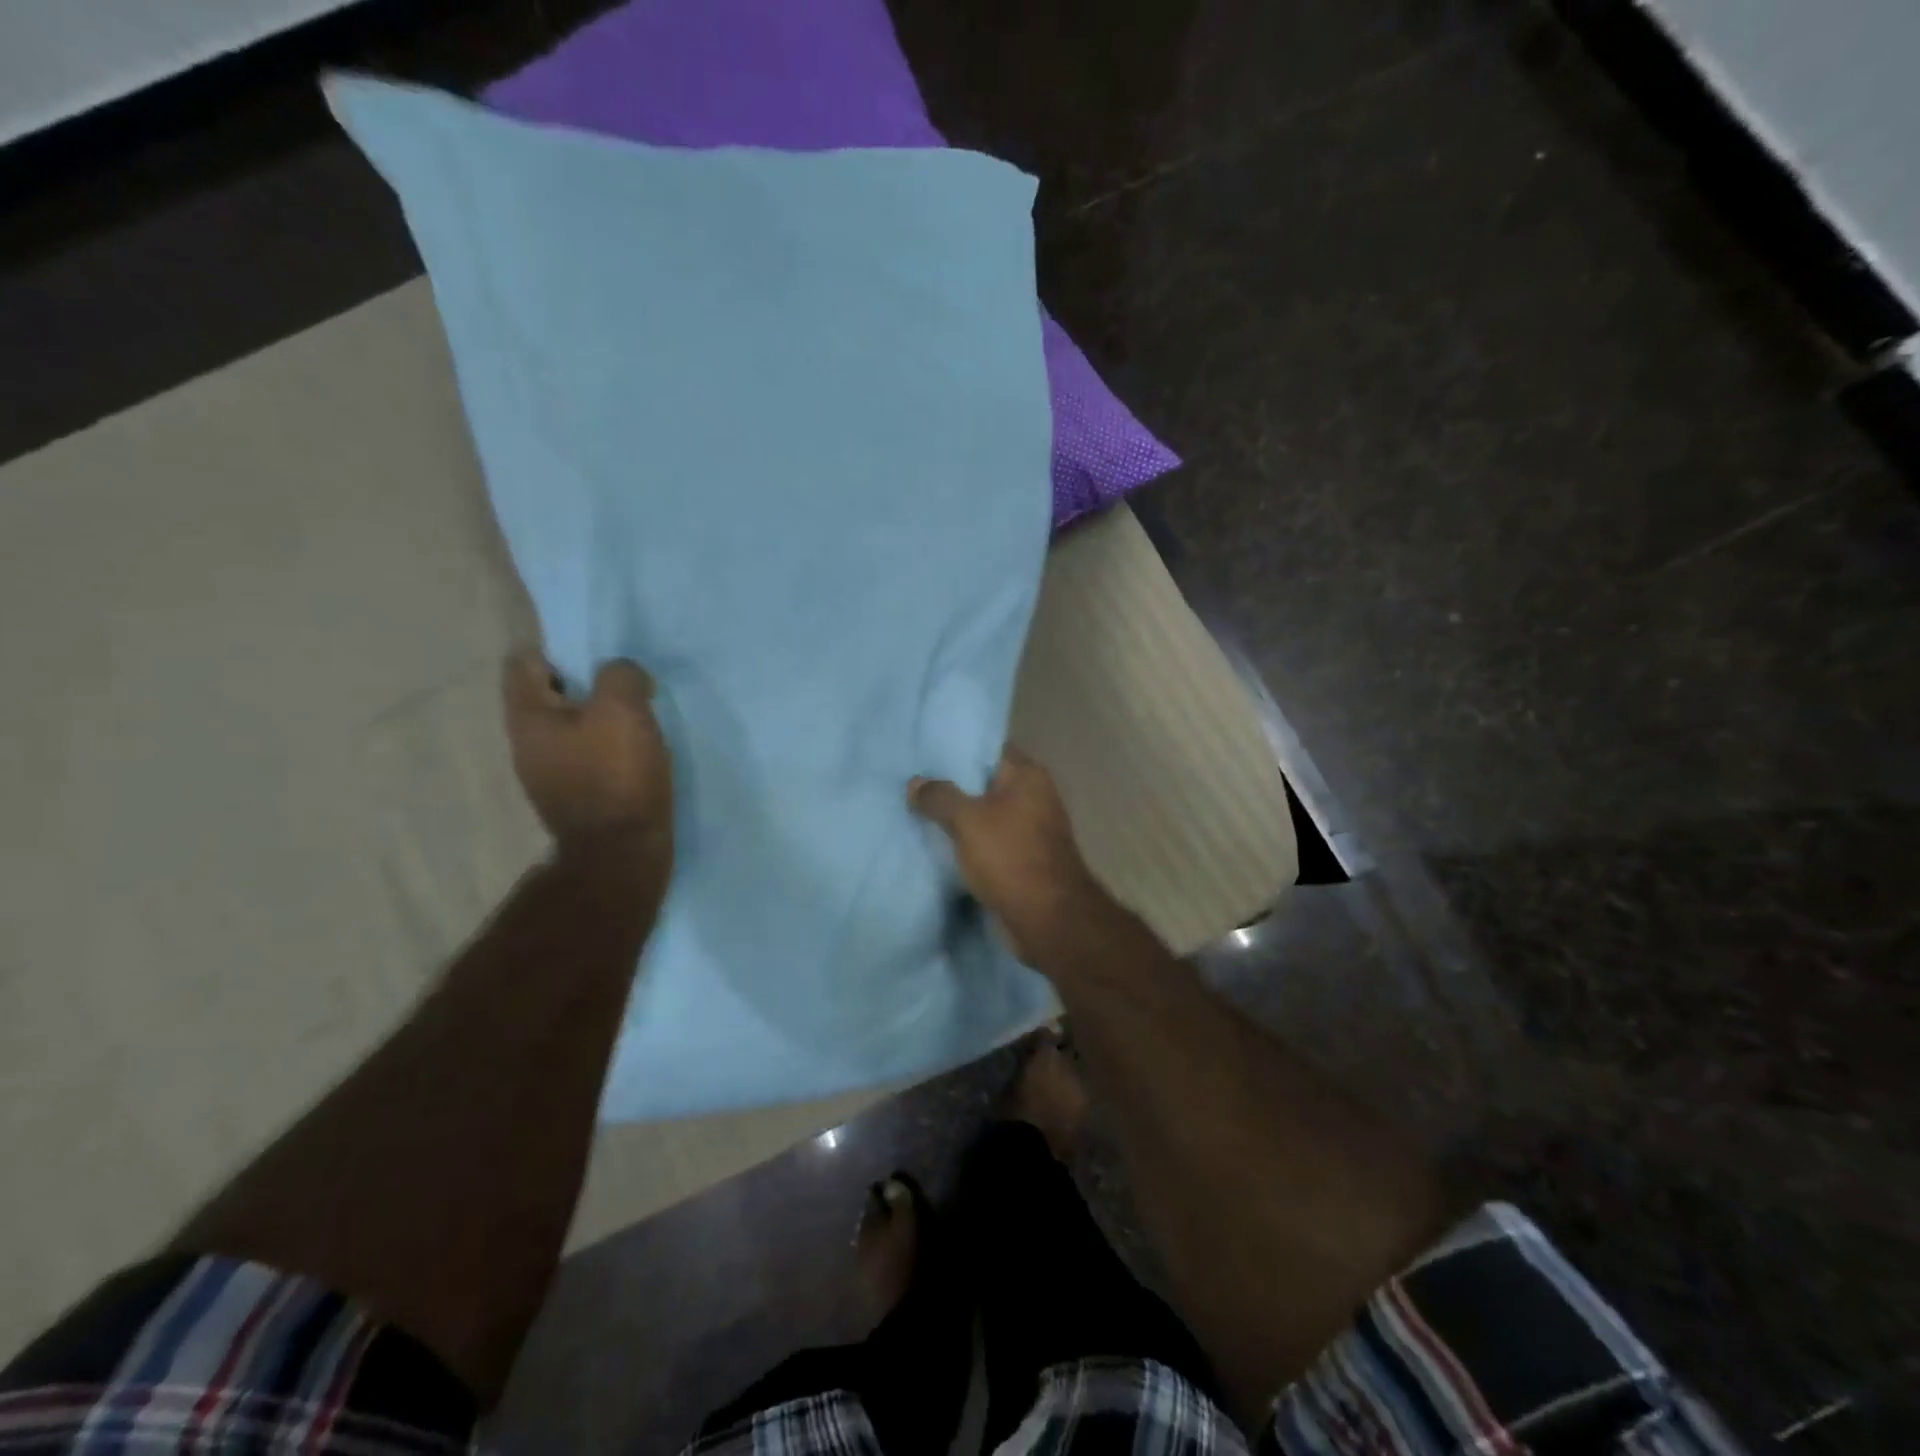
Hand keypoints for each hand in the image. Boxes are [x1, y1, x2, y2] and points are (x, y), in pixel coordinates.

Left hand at [503, 651, 672, 876]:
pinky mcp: (573, 798)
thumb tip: (622, 675)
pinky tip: (636, 754)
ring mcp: (547, 775)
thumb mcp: (623, 709)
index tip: (598, 653)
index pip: (524, 660)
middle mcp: (526, 744)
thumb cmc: (617, 775)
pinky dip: (607, 747)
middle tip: (625, 685)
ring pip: (569, 726)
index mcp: (528, 717)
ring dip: (599, 717)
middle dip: (584, 683)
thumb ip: (620, 675)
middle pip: (548, 694)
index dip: (558, 647)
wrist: (622, 854)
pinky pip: (586, 756)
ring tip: (637, 718)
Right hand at [909, 748, 1113, 967]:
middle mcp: (1033, 797)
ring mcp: (1029, 830)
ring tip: (915, 811)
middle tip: (911, 782)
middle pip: (985, 783)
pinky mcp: (1021, 859)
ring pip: (984, 815)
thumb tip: (916, 783)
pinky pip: (987, 842)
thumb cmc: (1010, 857)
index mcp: (1028, 776)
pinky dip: (966, 843)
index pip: (989, 749)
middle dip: (951, 785)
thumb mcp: (968, 821)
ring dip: (956, 818)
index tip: (923, 751)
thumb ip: (940, 797)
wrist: (1047, 919)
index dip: (957, 749)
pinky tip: (935, 844)